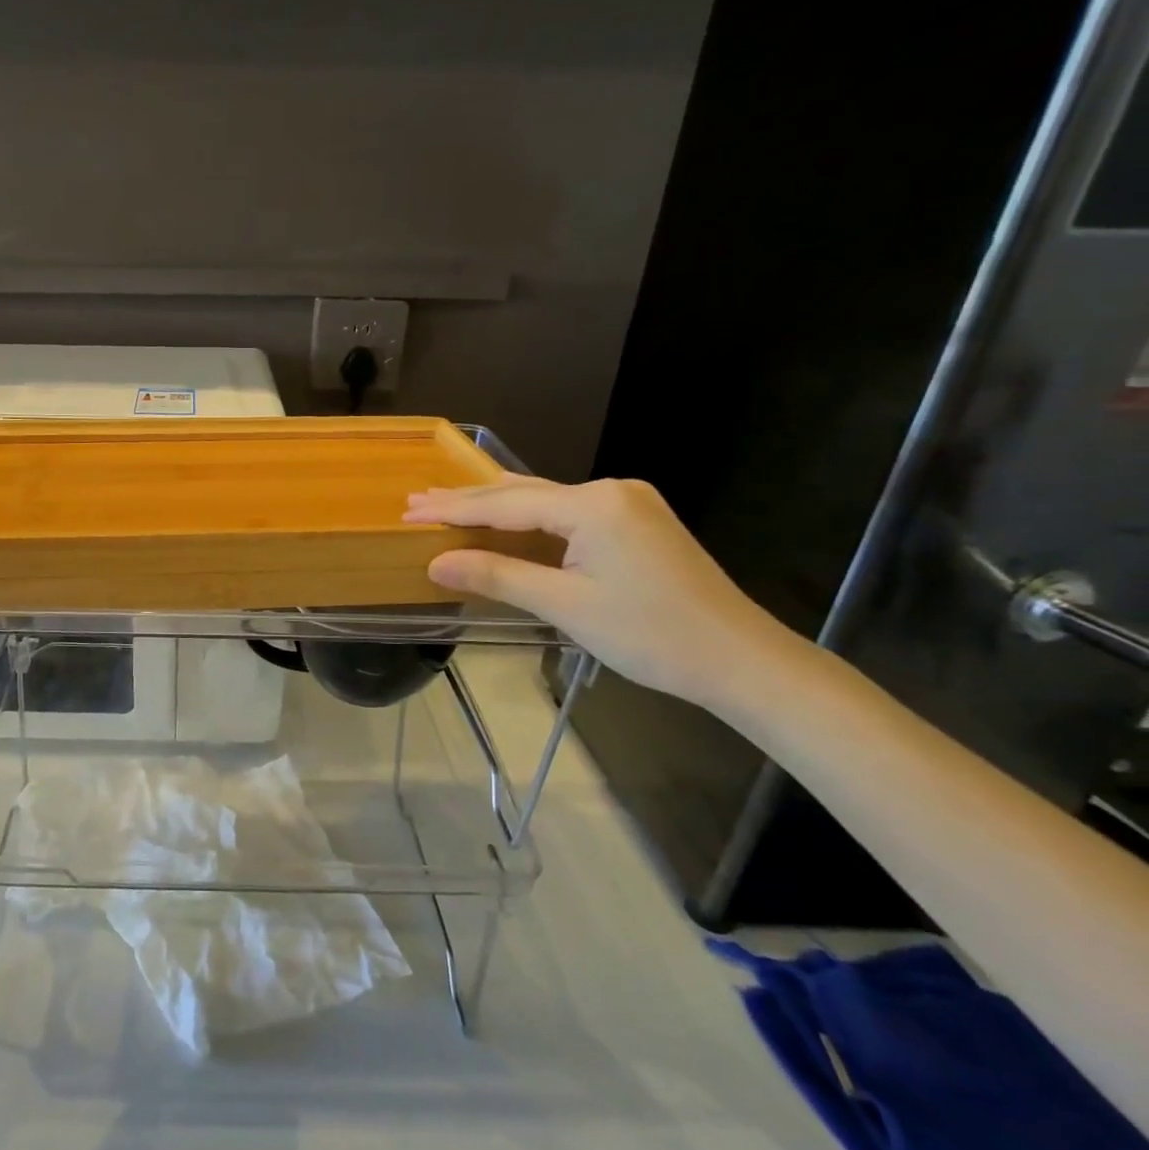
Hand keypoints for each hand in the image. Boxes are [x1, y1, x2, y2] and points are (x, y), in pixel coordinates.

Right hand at [404, 476, 782, 706]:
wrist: (741, 660)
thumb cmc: (651, 635)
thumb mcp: (566, 606)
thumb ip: (499, 577)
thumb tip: (436, 564)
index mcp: (594, 504)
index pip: (506, 504)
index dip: (454, 510)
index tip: (409, 512)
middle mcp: (611, 490)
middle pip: (523, 494)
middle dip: (467, 501)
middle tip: (416, 502)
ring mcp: (628, 504)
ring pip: (545, 500)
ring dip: (495, 506)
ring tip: (446, 503)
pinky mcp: (637, 522)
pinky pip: (567, 512)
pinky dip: (528, 518)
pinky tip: (505, 517)